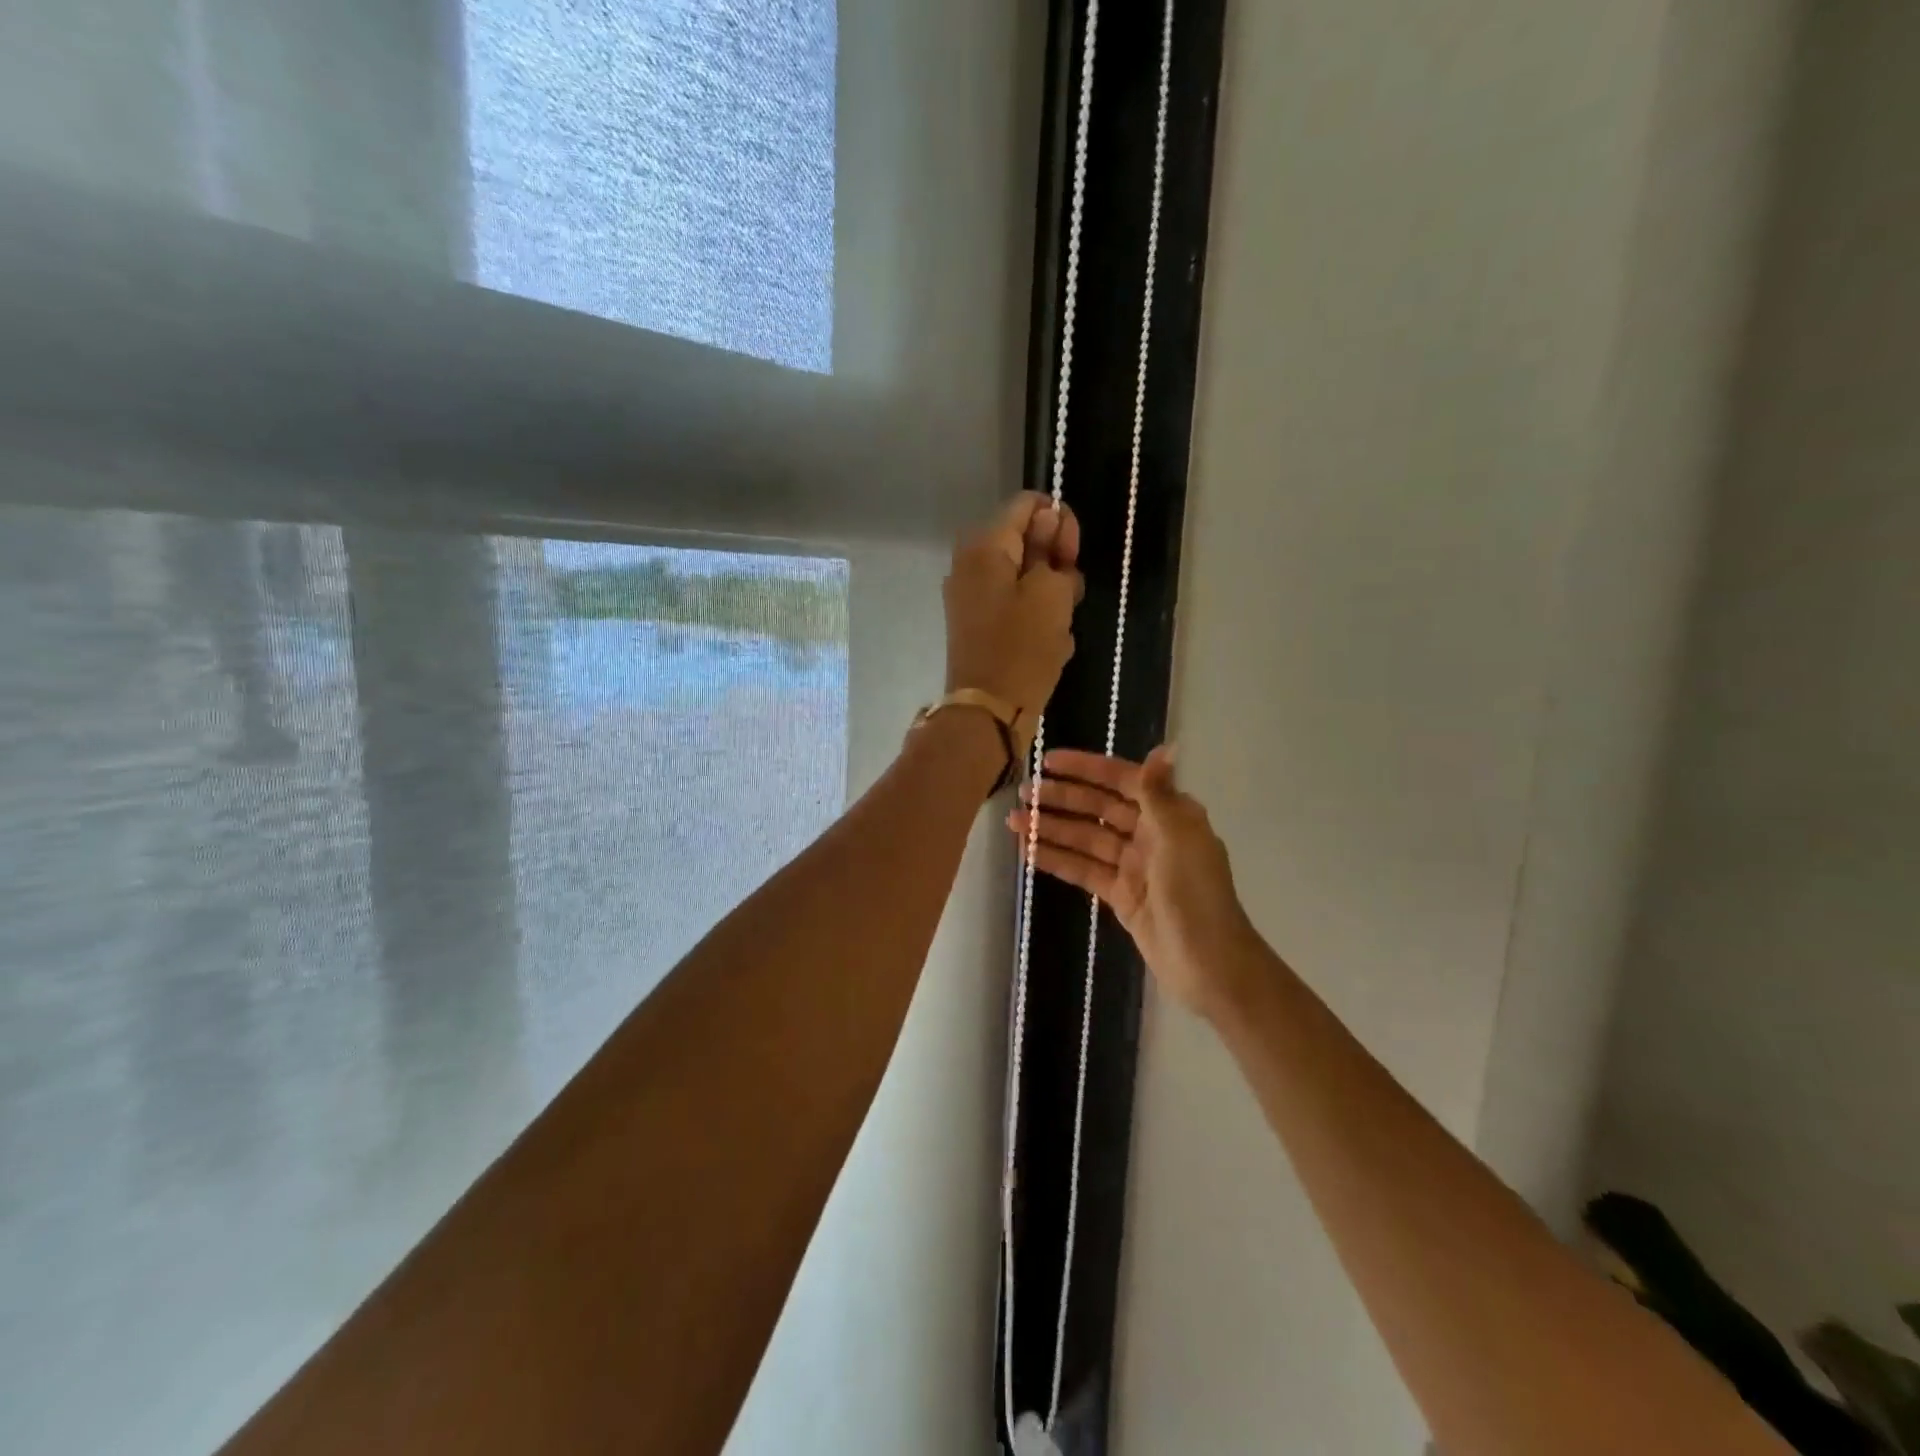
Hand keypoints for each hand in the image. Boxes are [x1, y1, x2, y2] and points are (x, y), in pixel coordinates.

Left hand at [944, 493, 1082, 744]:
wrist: (989, 711)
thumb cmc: (1022, 647)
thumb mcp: (1052, 592)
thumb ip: (1053, 552)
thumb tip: (1048, 523)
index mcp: (984, 545)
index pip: (1028, 505)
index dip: (1059, 522)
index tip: (1073, 555)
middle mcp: (971, 563)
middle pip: (1025, 541)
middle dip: (1055, 563)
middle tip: (1069, 595)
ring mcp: (972, 596)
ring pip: (1025, 578)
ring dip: (1050, 596)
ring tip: (1059, 626)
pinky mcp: (979, 625)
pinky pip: (1016, 607)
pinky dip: (1036, 619)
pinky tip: (1050, 644)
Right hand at [1007, 747, 1261, 1019]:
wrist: (1208, 963)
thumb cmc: (1195, 894)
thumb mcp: (1176, 838)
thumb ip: (1158, 794)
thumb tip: (1165, 747)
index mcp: (1169, 815)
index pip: (1122, 780)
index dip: (1085, 768)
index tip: (1048, 761)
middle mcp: (1151, 834)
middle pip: (1099, 809)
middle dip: (1061, 799)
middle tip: (1023, 792)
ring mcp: (1134, 866)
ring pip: (1086, 840)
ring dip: (1051, 829)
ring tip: (1014, 820)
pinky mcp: (1121, 895)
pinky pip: (1084, 870)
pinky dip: (1058, 860)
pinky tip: (1028, 852)